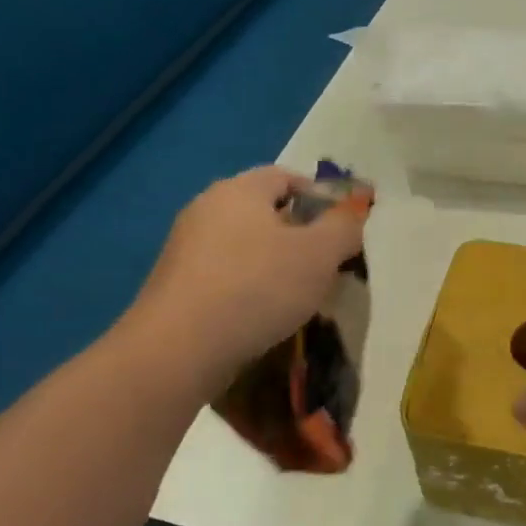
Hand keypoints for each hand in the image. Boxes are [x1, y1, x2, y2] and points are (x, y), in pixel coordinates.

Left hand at [115, 167, 366, 390]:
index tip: (342, 229)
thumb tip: (352, 212)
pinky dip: (248, 286)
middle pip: (264, 211)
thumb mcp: (320, 254)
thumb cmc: (257, 287)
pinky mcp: (174, 285)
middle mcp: (206, 208)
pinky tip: (261, 315)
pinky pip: (224, 274)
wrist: (178, 349)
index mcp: (239, 190)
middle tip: (324, 265)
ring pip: (244, 245)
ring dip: (273, 263)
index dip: (320, 197)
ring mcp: (184, 247)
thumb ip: (344, 227)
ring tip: (297, 296)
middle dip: (298, 234)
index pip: (286, 176)